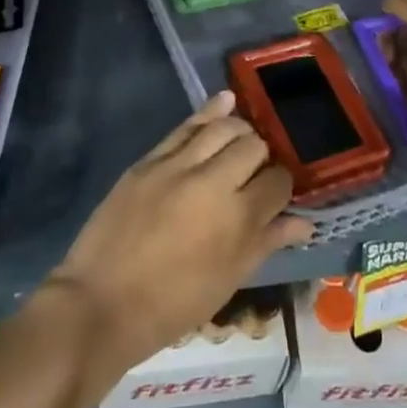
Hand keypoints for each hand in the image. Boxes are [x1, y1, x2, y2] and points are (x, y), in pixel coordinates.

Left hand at [46, 92, 313, 370]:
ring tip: (241, 139)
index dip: (283, 185)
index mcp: (238, 219)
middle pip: (254, 146)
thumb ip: (266, 242)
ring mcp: (179, 165)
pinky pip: (187, 125)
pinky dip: (209, 111)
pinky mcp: (151, 158)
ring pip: (223, 127)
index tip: (276, 193)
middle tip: (255, 171)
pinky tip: (225, 101)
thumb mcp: (227, 281)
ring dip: (239, 130)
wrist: (101, 305)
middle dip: (261, 156)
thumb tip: (305, 221)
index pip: (278, 182)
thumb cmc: (171, 306)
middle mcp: (214, 182)